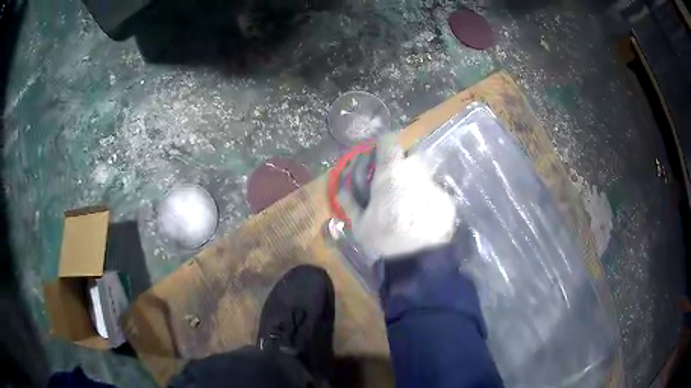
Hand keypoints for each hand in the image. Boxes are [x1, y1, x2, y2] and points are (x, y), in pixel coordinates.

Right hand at [351, 136, 456, 257]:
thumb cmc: (383, 239)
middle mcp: (415, 172)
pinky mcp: (447, 200)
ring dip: (417, 181)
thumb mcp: (359, 224)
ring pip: (426, 173)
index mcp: (391, 174)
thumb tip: (343, 189)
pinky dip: (429, 200)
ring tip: (410, 202)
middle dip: (404, 162)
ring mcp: (434, 185)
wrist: (417, 261)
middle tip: (396, 180)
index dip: (383, 144)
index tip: (380, 154)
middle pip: (412, 153)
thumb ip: (350, 202)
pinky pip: (436, 193)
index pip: (389, 141)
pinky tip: (423, 217)